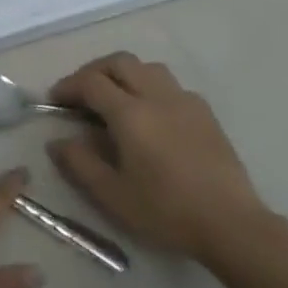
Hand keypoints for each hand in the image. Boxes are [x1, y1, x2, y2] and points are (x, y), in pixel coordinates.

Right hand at [47, 52, 268, 260]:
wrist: (232, 225)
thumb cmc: (166, 210)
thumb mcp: (112, 194)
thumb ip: (79, 163)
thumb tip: (57, 141)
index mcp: (130, 113)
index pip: (91, 82)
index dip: (68, 86)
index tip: (55, 100)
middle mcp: (156, 96)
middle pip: (119, 62)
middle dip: (94, 71)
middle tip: (82, 94)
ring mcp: (185, 101)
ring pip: (148, 68)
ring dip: (124, 74)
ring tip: (115, 98)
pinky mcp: (206, 114)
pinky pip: (171, 85)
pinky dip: (151, 88)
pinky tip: (151, 115)